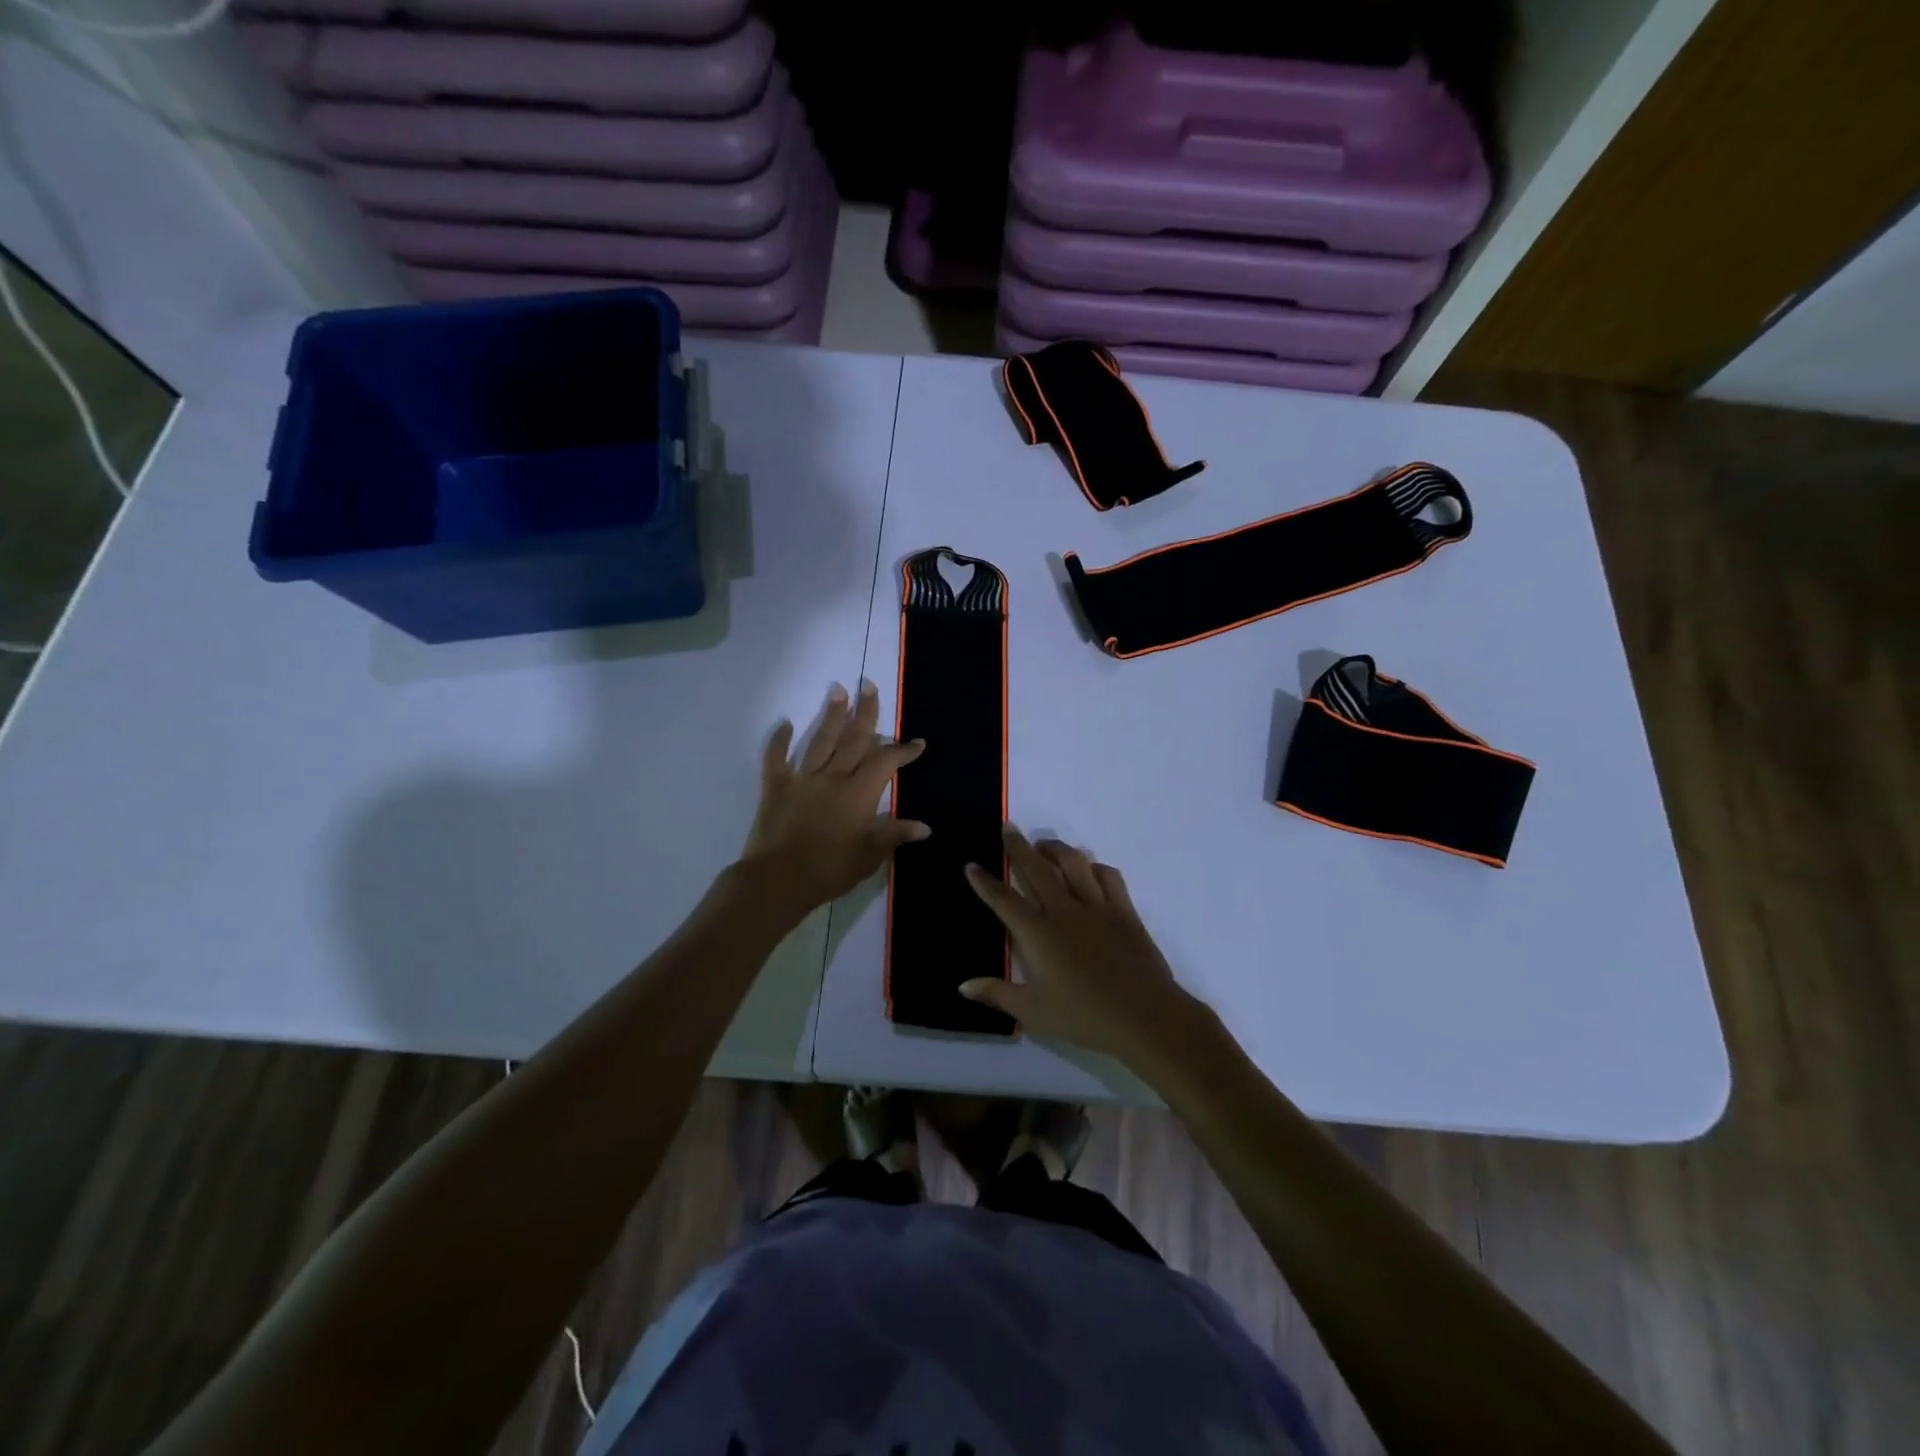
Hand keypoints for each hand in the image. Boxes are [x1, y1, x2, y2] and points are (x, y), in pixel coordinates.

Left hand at [741, 681, 928, 915]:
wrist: (778, 880)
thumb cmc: (830, 870)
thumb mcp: (869, 856)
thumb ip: (894, 835)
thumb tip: (925, 827)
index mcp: (859, 793)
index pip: (886, 762)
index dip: (903, 750)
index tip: (917, 742)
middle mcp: (833, 777)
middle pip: (853, 739)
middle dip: (865, 713)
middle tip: (869, 685)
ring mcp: (802, 779)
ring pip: (821, 740)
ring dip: (831, 715)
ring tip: (838, 690)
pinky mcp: (776, 787)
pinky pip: (776, 759)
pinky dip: (779, 741)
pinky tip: (783, 723)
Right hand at [960, 827, 1206, 1067]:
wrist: (1143, 1015)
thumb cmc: (1083, 1016)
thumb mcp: (1033, 1012)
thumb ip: (997, 994)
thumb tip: (963, 986)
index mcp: (1037, 933)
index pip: (1004, 900)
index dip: (985, 882)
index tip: (971, 865)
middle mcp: (1063, 911)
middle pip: (1036, 869)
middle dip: (1018, 847)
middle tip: (1008, 828)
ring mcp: (1096, 907)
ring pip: (1073, 863)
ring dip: (1056, 849)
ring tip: (1045, 844)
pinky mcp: (1123, 911)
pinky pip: (1108, 877)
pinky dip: (1095, 867)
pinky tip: (1089, 868)